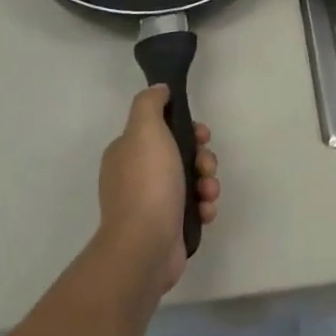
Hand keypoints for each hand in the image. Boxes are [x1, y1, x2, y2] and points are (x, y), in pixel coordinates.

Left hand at [97, 85, 220, 292]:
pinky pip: (193, 207)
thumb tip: (159, 90)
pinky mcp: (167, 227)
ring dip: (207, 183)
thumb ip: (150, 104)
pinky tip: (205, 212)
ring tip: (207, 194)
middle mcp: (136, 175)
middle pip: (181, 154)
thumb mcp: (145, 130)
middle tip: (206, 167)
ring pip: (191, 181)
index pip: (161, 128)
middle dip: (202, 158)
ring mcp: (151, 203)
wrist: (145, 246)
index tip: (201, 135)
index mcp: (127, 152)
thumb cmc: (147, 183)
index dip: (186, 128)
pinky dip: (203, 206)